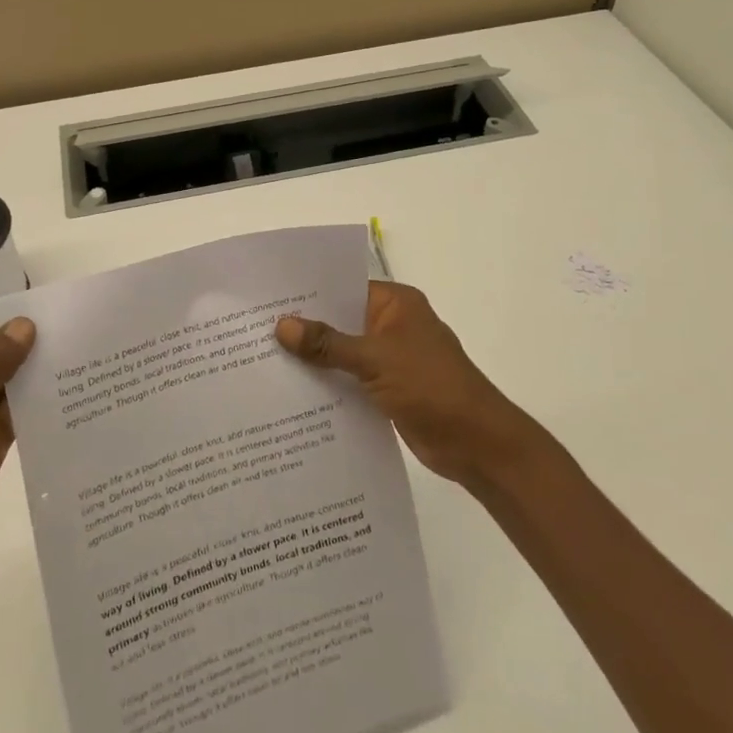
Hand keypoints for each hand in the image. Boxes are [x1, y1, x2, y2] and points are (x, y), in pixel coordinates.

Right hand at [277, 282, 531, 486]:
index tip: (267, 299)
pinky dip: (328, 384)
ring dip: (314, 360)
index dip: (308, 294)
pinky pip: (350, 380)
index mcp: (395, 304)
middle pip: (340, 320)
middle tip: (254, 332)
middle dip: (305, 329)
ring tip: (263, 362)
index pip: (343, 288)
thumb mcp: (375, 359)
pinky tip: (293, 393)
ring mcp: (390, 359)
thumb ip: (328, 343)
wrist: (477, 444)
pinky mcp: (388, 389)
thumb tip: (282, 325)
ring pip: (343, 352)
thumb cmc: (431, 387)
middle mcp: (391, 325)